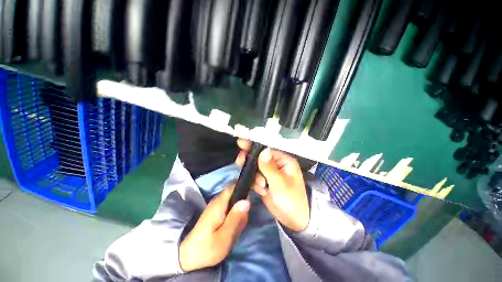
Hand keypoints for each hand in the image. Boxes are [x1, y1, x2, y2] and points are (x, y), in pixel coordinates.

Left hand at [179, 186, 249, 271]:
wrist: (188, 256)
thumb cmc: (206, 248)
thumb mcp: (224, 237)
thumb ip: (236, 218)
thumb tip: (247, 200)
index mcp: (220, 203)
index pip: (234, 185)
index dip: (246, 184)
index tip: (257, 191)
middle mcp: (218, 200)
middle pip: (236, 192)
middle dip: (244, 202)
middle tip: (245, 219)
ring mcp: (217, 205)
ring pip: (235, 200)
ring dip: (240, 211)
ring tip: (239, 227)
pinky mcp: (217, 211)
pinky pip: (231, 207)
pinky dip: (235, 215)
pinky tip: (233, 228)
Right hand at [235, 139, 308, 231]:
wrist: (293, 220)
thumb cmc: (291, 200)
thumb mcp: (280, 184)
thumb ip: (269, 167)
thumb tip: (263, 150)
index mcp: (284, 160)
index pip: (267, 148)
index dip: (254, 145)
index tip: (241, 143)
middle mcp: (276, 163)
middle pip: (258, 156)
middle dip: (250, 160)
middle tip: (240, 162)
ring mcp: (269, 172)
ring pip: (255, 167)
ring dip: (254, 176)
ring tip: (261, 186)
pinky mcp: (264, 180)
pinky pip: (254, 177)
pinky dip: (255, 183)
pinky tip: (262, 191)